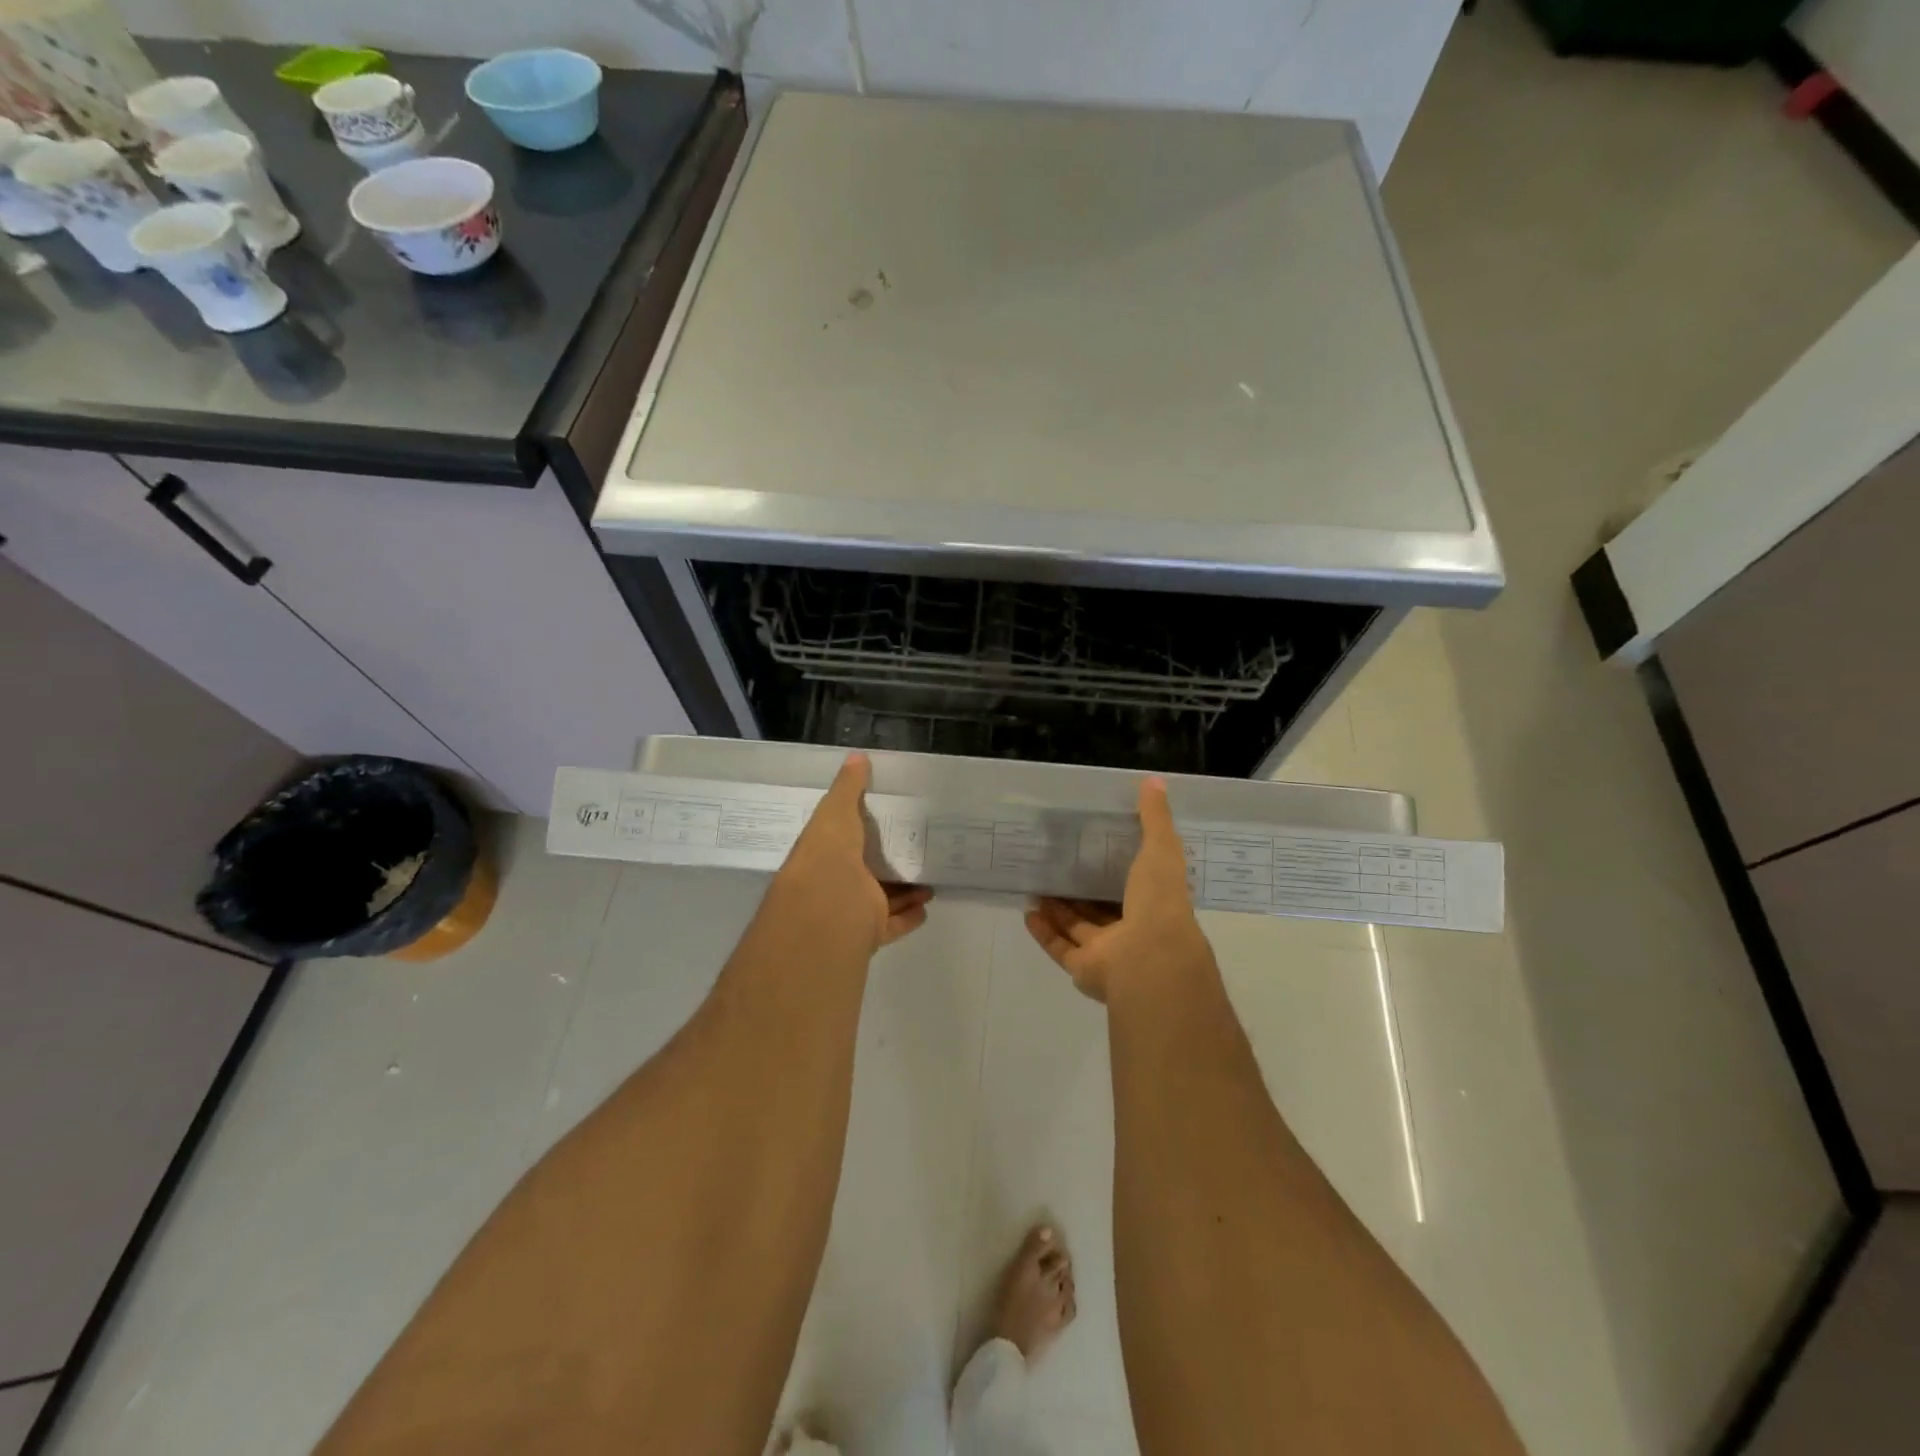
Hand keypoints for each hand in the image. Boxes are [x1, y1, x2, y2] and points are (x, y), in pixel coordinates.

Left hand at [770, 753, 931, 954]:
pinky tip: (926, 905)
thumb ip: (848, 787)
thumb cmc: (828, 853)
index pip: (843, 841)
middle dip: (888, 865)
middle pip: (866, 873)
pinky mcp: (871, 930)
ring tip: (930, 879)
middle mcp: (836, 883)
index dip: (861, 832)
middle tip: (915, 851)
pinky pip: (894, 924)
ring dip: (904, 891)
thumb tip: (858, 756)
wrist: (827, 906)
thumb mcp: (836, 810)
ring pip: (883, 899)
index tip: (887, 821)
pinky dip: (910, 916)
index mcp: (824, 853)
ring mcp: (853, 909)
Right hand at [1025, 777, 1213, 1003]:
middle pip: (1103, 910)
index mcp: (1155, 905)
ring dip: (1059, 911)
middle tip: (1059, 869)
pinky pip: (1060, 948)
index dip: (1118, 869)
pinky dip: (1044, 932)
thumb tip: (1155, 781)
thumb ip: (1156, 819)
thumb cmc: (1159, 902)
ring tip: (1038, 888)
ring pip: (1079, 929)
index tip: (1096, 849)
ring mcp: (1108, 954)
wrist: (1149, 959)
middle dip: (1082, 893)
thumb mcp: (1161, 850)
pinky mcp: (1084, 969)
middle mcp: (1133, 932)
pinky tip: (1028, 912)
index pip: (1136, 885)